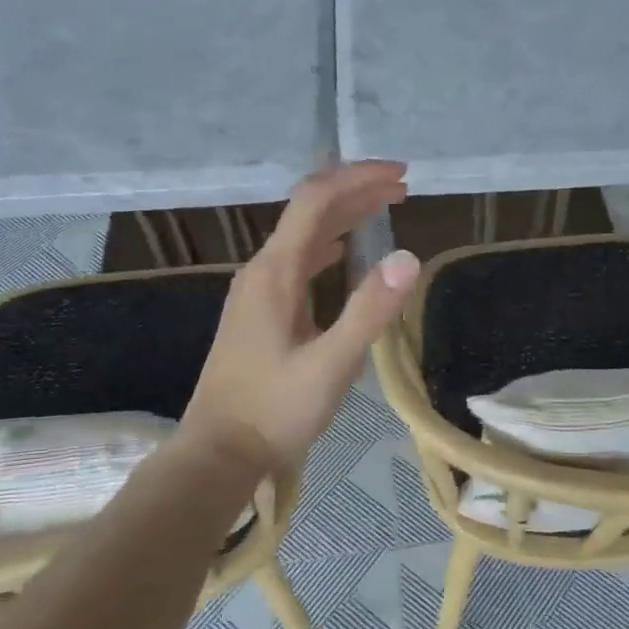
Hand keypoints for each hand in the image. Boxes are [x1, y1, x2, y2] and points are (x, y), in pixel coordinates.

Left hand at [181, 162, 420, 475]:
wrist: (218, 454)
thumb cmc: (274, 411)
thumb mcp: (331, 365)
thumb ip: (369, 311)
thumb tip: (409, 257)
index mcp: (276, 272)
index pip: (316, 200)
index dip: (359, 179)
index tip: (401, 174)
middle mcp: (263, 270)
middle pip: (309, 210)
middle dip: (356, 190)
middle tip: (403, 187)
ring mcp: (258, 290)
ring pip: (304, 234)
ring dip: (344, 215)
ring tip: (385, 209)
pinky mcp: (261, 311)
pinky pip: (299, 260)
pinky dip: (330, 244)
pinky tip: (345, 252)